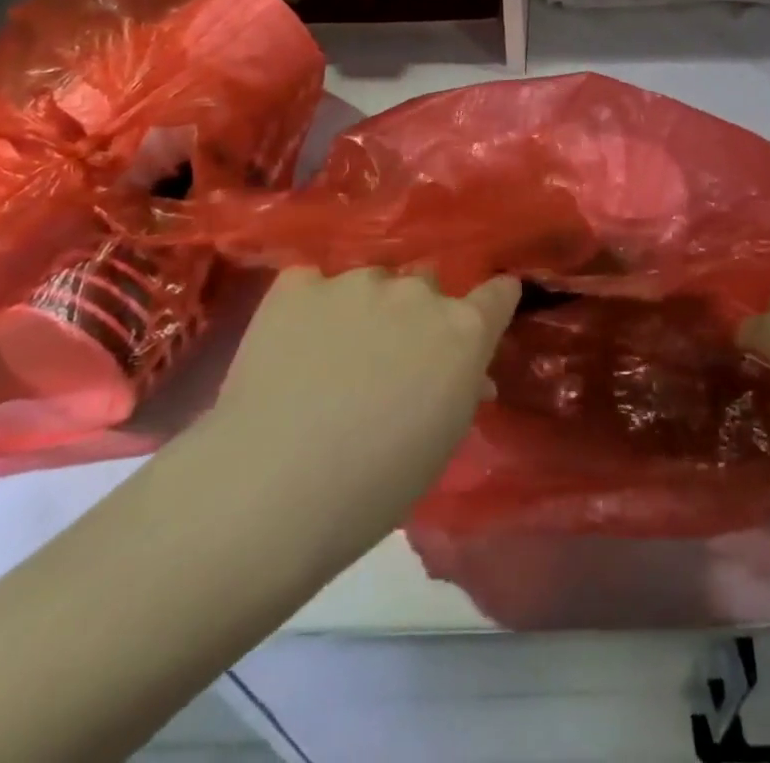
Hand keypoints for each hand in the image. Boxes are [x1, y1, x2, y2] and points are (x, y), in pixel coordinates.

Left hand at [191, 267, 520, 573]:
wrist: (271, 488)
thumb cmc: (374, 486)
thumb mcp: (441, 442)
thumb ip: (460, 390)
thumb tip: (469, 376)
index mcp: (463, 331)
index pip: (498, 293)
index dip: (493, 302)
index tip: (483, 314)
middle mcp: (418, 293)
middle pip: (428, 284)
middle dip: (416, 312)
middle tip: (389, 357)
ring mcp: (357, 281)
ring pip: (371, 281)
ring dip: (364, 308)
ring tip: (330, 355)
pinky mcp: (300, 285)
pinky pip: (313, 282)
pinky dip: (310, 305)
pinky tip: (293, 341)